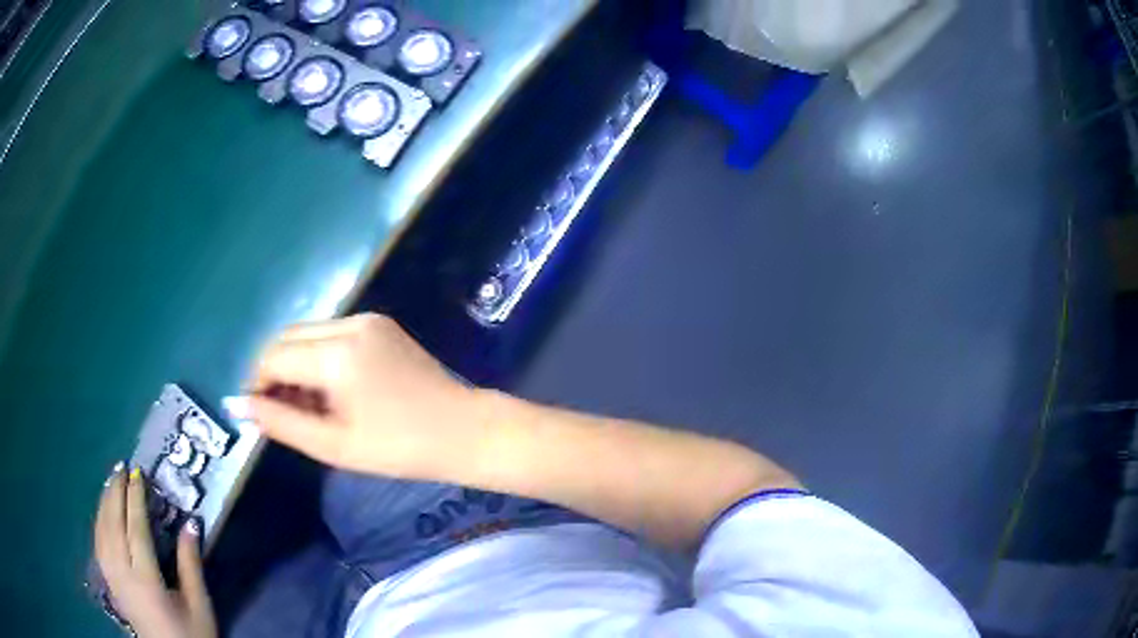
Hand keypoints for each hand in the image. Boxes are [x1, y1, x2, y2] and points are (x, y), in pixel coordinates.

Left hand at [94, 465, 216, 637]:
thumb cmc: (191, 635)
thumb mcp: (199, 605)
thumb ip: (191, 564)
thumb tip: (191, 523)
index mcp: (147, 580)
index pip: (135, 529)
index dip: (136, 498)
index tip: (138, 473)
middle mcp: (123, 575)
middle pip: (113, 525)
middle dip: (115, 493)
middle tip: (121, 467)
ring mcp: (113, 579)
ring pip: (101, 531)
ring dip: (104, 503)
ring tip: (110, 482)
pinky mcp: (110, 584)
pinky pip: (98, 544)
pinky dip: (99, 522)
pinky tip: (102, 513)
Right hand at [242, 313, 486, 480]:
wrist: (465, 431)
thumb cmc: (399, 448)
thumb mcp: (333, 445)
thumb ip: (280, 422)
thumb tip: (238, 405)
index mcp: (336, 353)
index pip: (273, 356)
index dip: (258, 384)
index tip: (258, 414)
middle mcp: (349, 323)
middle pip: (288, 338)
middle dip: (275, 372)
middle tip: (281, 413)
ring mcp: (369, 319)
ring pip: (309, 334)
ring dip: (296, 364)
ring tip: (307, 408)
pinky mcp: (381, 324)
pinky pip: (333, 335)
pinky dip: (319, 358)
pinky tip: (329, 391)